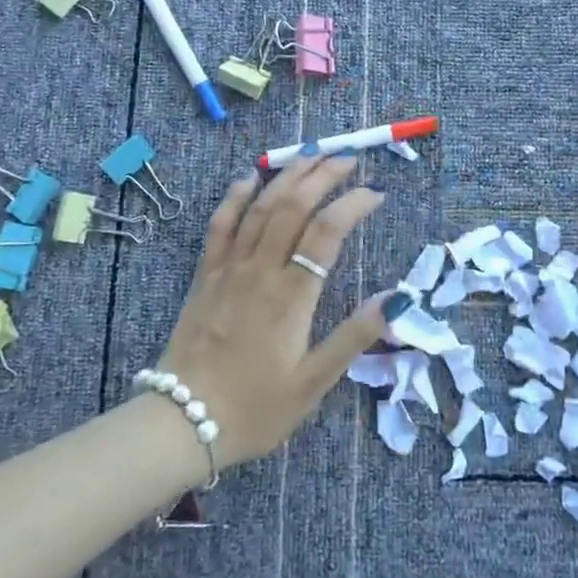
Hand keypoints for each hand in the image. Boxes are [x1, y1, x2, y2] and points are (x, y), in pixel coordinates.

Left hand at [151, 154, 388, 468]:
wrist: (182, 423)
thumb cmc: (255, 408)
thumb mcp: (313, 383)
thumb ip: (353, 337)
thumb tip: (395, 297)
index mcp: (291, 297)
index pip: (327, 232)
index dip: (353, 204)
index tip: (376, 193)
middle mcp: (260, 271)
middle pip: (293, 206)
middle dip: (323, 175)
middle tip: (348, 159)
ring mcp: (228, 269)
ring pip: (259, 207)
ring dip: (286, 176)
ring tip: (311, 154)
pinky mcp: (205, 275)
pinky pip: (219, 225)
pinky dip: (234, 197)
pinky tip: (248, 178)